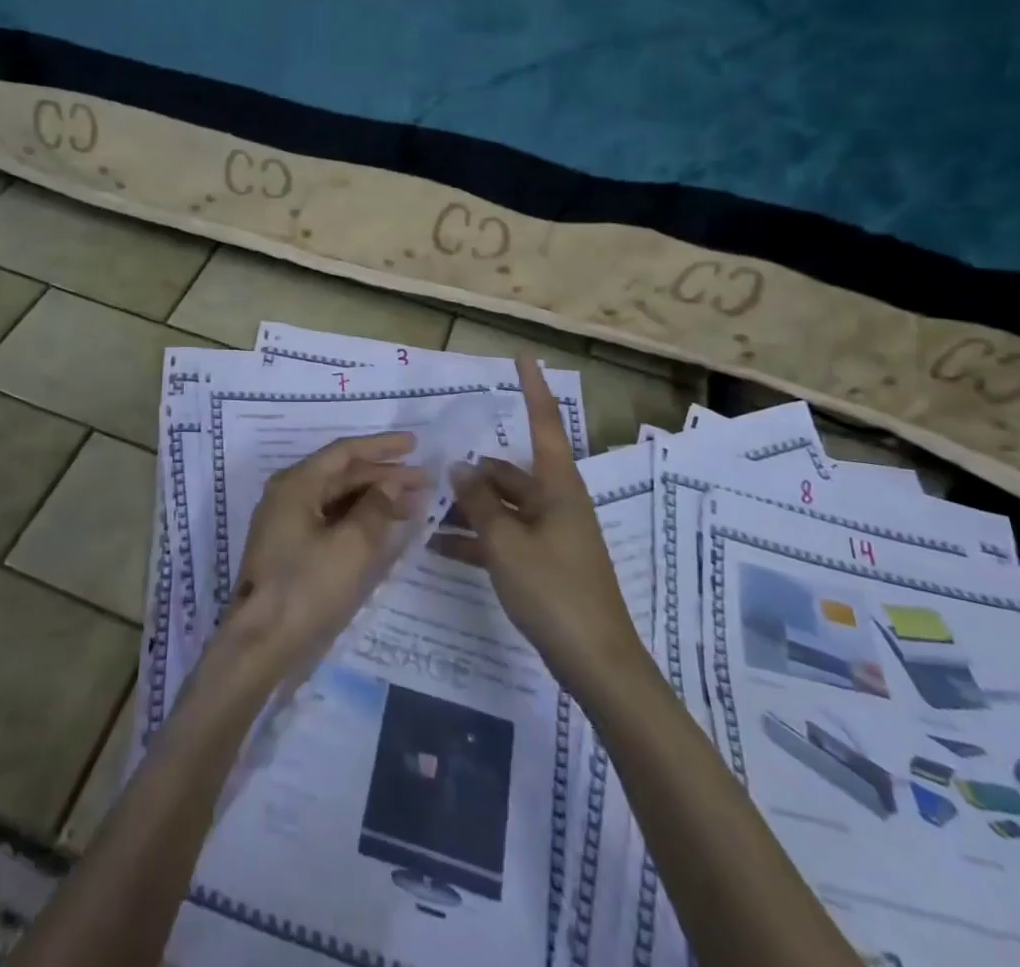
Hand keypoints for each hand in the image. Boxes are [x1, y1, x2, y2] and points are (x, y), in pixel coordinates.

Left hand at [217, 432, 426, 688]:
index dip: (382, 446)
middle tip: (424, 481)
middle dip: (384, 476)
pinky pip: (331, 520)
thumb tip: (394, 483)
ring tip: (413, 504)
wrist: (259, 643)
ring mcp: (287, 522)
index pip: (344, 452)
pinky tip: (385, 529)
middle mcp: (289, 494)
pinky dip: (359, 520)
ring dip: (374, 499)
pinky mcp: (291, 548)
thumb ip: (376, 509)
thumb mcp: (351, 547)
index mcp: (297, 484)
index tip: (415, 443)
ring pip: (338, 499)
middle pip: (342, 474)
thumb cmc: (306, 587)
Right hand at [450, 358, 637, 690]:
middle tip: (430, 471)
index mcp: (558, 486)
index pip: (544, 423)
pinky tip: (438, 547)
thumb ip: (478, 503)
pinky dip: (476, 539)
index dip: (532, 388)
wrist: (596, 663)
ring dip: (468, 509)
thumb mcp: (506, 543)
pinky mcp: (543, 562)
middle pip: (509, 473)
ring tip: (423, 510)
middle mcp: (556, 502)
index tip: (522, 356)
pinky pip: (504, 538)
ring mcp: (550, 533)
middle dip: (472, 473)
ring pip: (502, 507)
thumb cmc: (555, 591)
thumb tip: (459, 468)